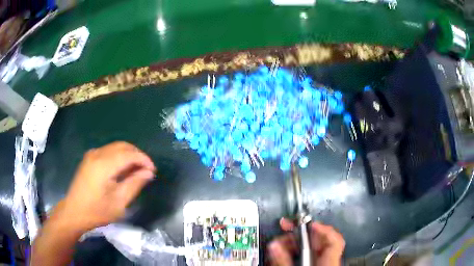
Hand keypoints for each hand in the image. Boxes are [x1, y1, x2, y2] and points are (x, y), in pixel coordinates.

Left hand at [54, 141, 155, 232]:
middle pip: (122, 146)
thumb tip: (148, 173)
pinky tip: (122, 169)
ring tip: (136, 170)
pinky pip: (108, 151)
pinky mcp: (89, 158)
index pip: (129, 154)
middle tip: (146, 170)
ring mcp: (92, 154)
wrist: (74, 212)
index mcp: (104, 165)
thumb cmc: (97, 211)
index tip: (153, 170)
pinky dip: (119, 156)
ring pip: (115, 147)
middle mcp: (97, 154)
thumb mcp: (119, 202)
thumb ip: (134, 184)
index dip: (143, 159)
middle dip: (137, 155)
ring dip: (129, 155)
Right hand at [267, 218, 344, 265]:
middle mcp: (327, 261)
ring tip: (278, 243)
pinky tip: (283, 252)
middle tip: (285, 227)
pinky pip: (306, 255)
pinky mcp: (314, 265)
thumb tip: (274, 245)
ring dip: (294, 242)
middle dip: (300, 233)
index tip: (306, 223)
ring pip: (311, 248)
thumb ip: (283, 261)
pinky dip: (294, 252)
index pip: (334, 240)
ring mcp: (321, 263)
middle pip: (318, 241)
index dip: (322, 228)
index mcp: (328, 263)